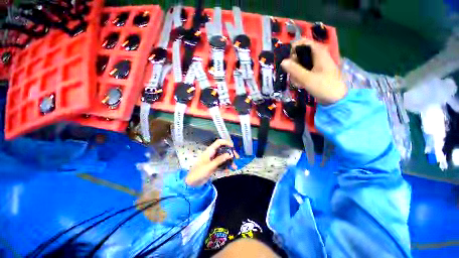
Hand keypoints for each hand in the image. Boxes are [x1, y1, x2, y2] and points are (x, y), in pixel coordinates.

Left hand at [185, 140, 238, 186]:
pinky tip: (228, 171)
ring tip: (234, 167)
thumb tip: (229, 154)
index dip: (226, 143)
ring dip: (229, 161)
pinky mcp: (214, 166)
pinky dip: (225, 167)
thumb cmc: (199, 172)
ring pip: (223, 157)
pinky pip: (221, 164)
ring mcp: (213, 160)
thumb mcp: (210, 166)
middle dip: (230, 153)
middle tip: (236, 158)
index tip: (233, 147)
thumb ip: (220, 160)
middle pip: (223, 150)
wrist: (192, 183)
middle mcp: (212, 154)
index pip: (219, 142)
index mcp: (210, 151)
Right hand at [281, 38, 346, 104]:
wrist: (336, 99)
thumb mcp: (307, 78)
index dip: (293, 49)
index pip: (303, 43)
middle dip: (293, 64)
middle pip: (300, 54)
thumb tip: (283, 61)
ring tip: (296, 82)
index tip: (287, 61)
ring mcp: (316, 65)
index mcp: (319, 53)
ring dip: (295, 72)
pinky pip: (303, 71)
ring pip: (300, 64)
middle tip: (291, 74)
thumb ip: (294, 69)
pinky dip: (299, 76)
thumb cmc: (324, 86)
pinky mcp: (315, 72)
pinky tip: (299, 84)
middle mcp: (318, 56)